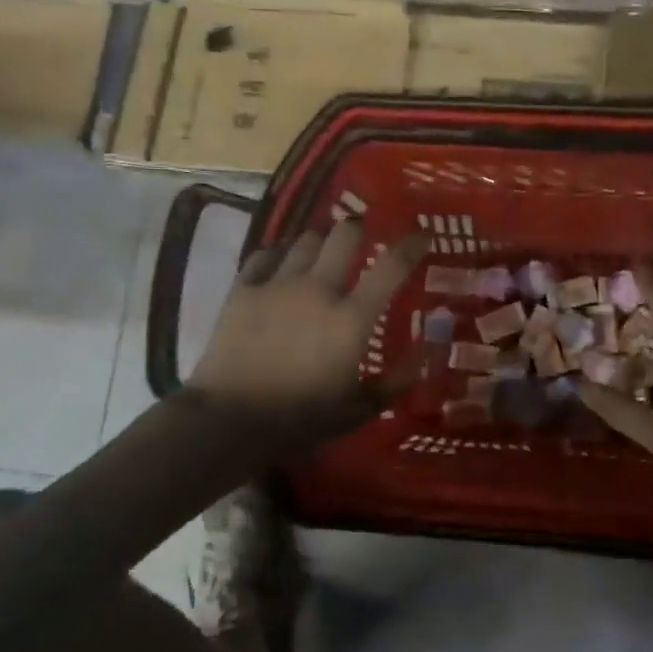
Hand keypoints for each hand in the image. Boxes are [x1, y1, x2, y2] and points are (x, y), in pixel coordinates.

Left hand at [186, 217, 427, 436]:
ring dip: (319, 242)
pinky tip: (281, 262)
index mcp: (351, 319)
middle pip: (344, 236)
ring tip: (321, 252)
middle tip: (360, 240)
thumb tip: (423, 360)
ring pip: (305, 240)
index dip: (411, 245)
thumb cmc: (298, 420)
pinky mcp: (242, 289)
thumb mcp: (355, 411)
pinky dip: (279, 253)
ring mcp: (277, 285)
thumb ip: (392, 384)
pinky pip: (264, 254)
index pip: (391, 268)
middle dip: (357, 231)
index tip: (421, 235)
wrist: (229, 420)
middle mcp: (318, 290)